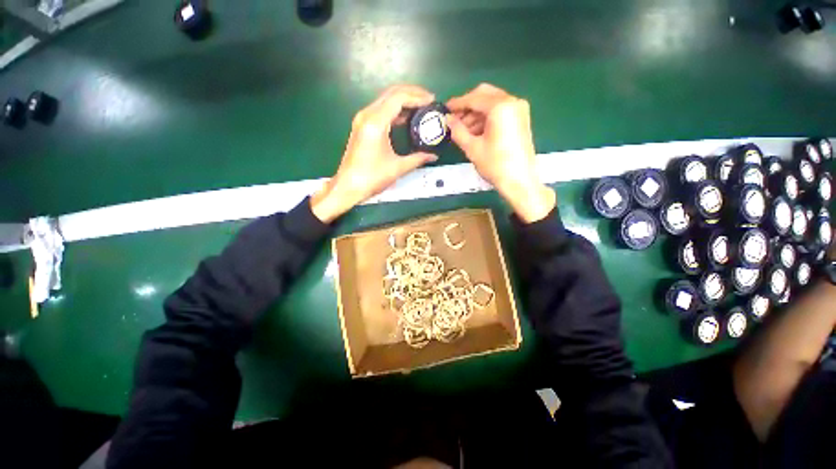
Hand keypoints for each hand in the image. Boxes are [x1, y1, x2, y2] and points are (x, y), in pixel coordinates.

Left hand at [310, 85, 438, 222]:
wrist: (348, 186)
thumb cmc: (372, 177)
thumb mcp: (398, 168)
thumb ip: (418, 159)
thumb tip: (433, 156)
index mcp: (376, 122)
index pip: (398, 98)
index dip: (417, 96)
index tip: (432, 101)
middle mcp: (367, 115)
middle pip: (391, 93)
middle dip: (411, 93)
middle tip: (428, 100)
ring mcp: (362, 119)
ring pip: (385, 100)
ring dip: (403, 100)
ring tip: (421, 107)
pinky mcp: (362, 126)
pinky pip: (380, 110)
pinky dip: (395, 110)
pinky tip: (406, 118)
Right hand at [447, 83, 555, 222]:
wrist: (519, 181)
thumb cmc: (495, 164)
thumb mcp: (472, 148)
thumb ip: (457, 130)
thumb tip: (448, 120)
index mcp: (500, 106)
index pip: (474, 98)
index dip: (457, 103)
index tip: (445, 109)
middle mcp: (512, 102)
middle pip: (484, 95)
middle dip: (467, 106)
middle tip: (454, 119)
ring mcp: (519, 110)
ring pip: (492, 104)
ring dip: (476, 114)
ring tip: (461, 129)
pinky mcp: (520, 119)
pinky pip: (499, 112)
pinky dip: (486, 119)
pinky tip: (475, 132)